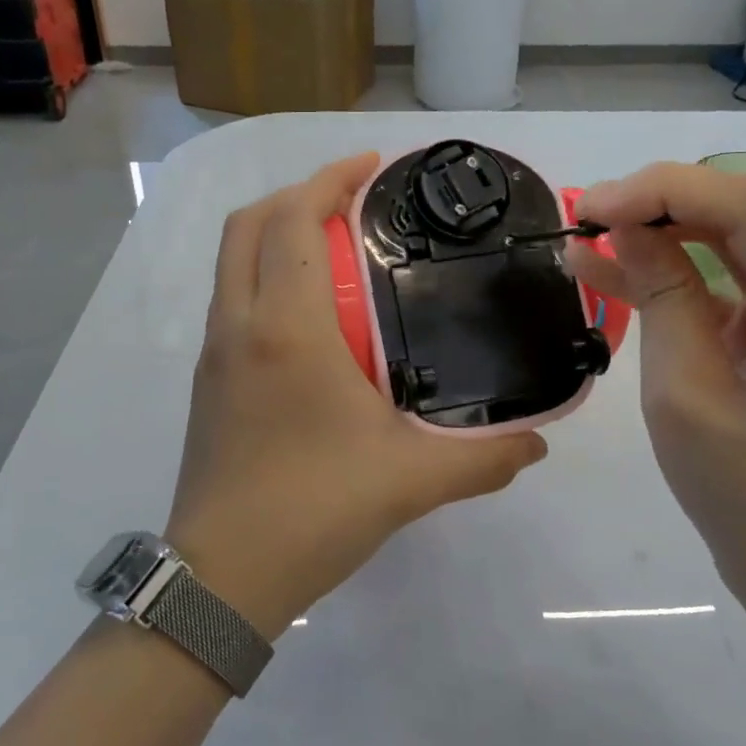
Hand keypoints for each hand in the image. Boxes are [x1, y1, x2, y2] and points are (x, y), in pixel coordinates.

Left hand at [166, 153, 547, 637]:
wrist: (222, 579)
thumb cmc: (313, 511)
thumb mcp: (411, 481)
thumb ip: (484, 459)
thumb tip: (539, 444)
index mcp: (286, 328)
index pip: (293, 221)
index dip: (328, 179)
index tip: (371, 166)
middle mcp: (239, 325)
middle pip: (249, 225)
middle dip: (296, 195)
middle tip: (352, 201)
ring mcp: (214, 353)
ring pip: (232, 262)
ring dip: (275, 235)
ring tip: (336, 248)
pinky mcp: (206, 381)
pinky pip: (231, 300)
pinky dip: (265, 276)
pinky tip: (311, 316)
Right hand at [566, 164, 745, 616]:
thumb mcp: (685, 395)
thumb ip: (661, 295)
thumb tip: (623, 225)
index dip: (667, 191)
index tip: (592, 206)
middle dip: (664, 203)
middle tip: (586, 216)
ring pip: (740, 237)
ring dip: (666, 230)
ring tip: (590, 234)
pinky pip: (737, 277)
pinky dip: (680, 269)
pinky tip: (616, 267)